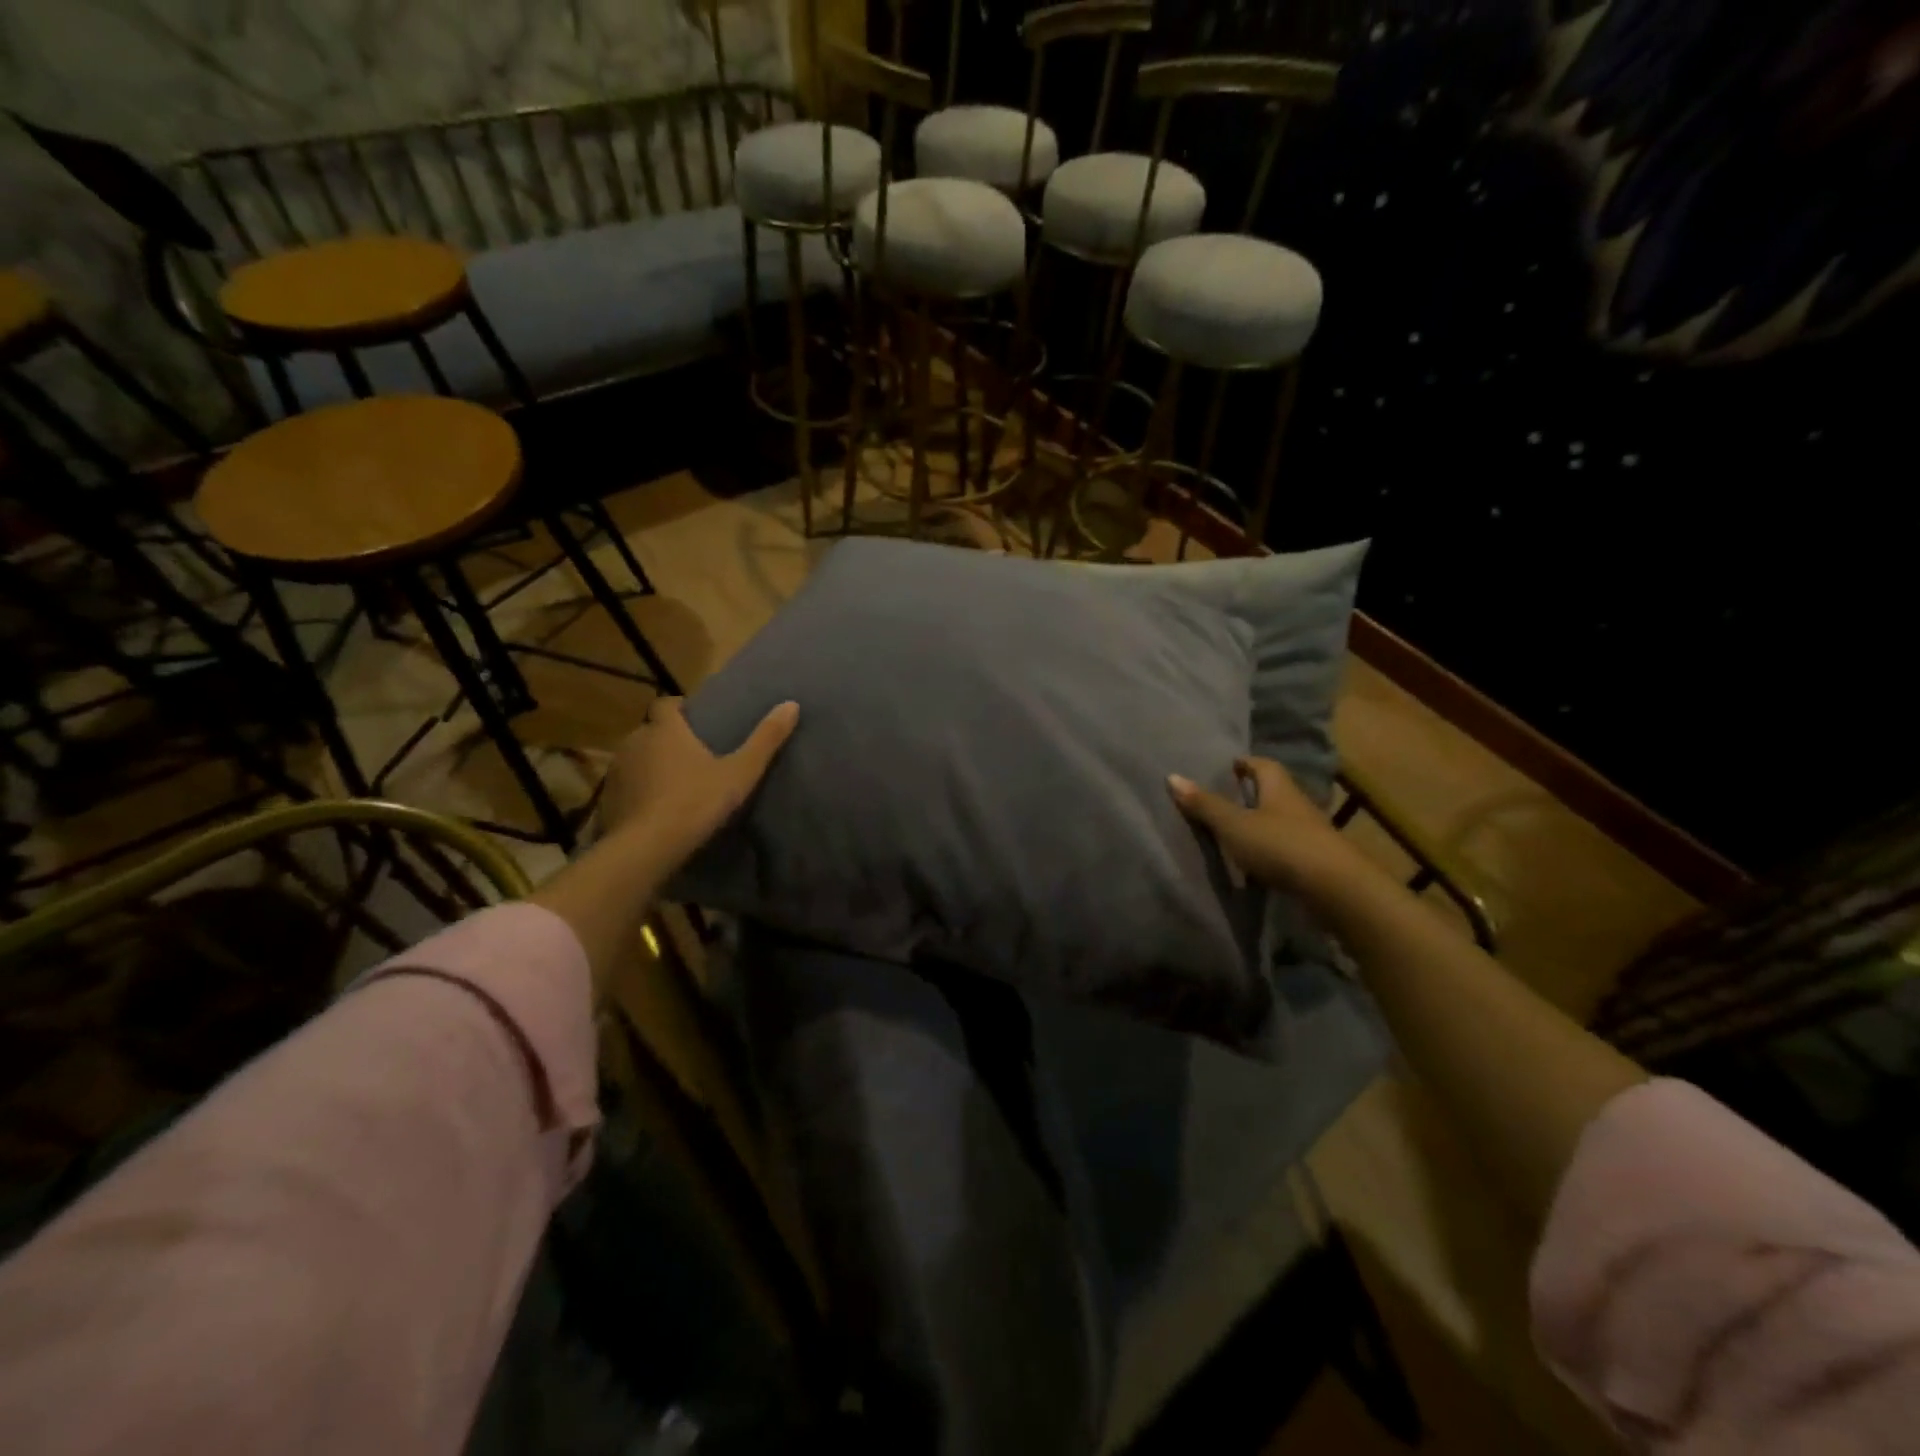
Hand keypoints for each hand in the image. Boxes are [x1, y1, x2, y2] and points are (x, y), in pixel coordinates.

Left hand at [598, 696, 799, 866]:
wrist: (647, 848)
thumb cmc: (696, 801)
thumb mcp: (741, 772)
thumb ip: (765, 739)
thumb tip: (791, 704)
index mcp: (666, 730)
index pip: (667, 704)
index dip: (681, 708)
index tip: (697, 718)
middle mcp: (636, 742)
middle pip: (651, 731)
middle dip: (668, 739)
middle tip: (693, 755)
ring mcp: (617, 771)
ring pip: (636, 759)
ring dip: (651, 765)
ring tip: (675, 783)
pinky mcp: (607, 800)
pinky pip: (626, 787)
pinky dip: (639, 791)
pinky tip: (655, 809)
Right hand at [1167, 756, 1358, 896]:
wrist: (1336, 890)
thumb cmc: (1280, 845)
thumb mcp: (1234, 825)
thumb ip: (1205, 804)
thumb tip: (1172, 776)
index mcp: (1279, 788)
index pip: (1263, 764)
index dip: (1244, 763)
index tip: (1227, 766)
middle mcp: (1297, 805)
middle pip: (1272, 792)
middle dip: (1250, 793)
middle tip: (1222, 797)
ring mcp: (1309, 835)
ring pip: (1280, 822)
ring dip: (1260, 824)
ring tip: (1232, 832)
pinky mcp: (1315, 862)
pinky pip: (1286, 849)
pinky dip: (1269, 851)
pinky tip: (1253, 863)